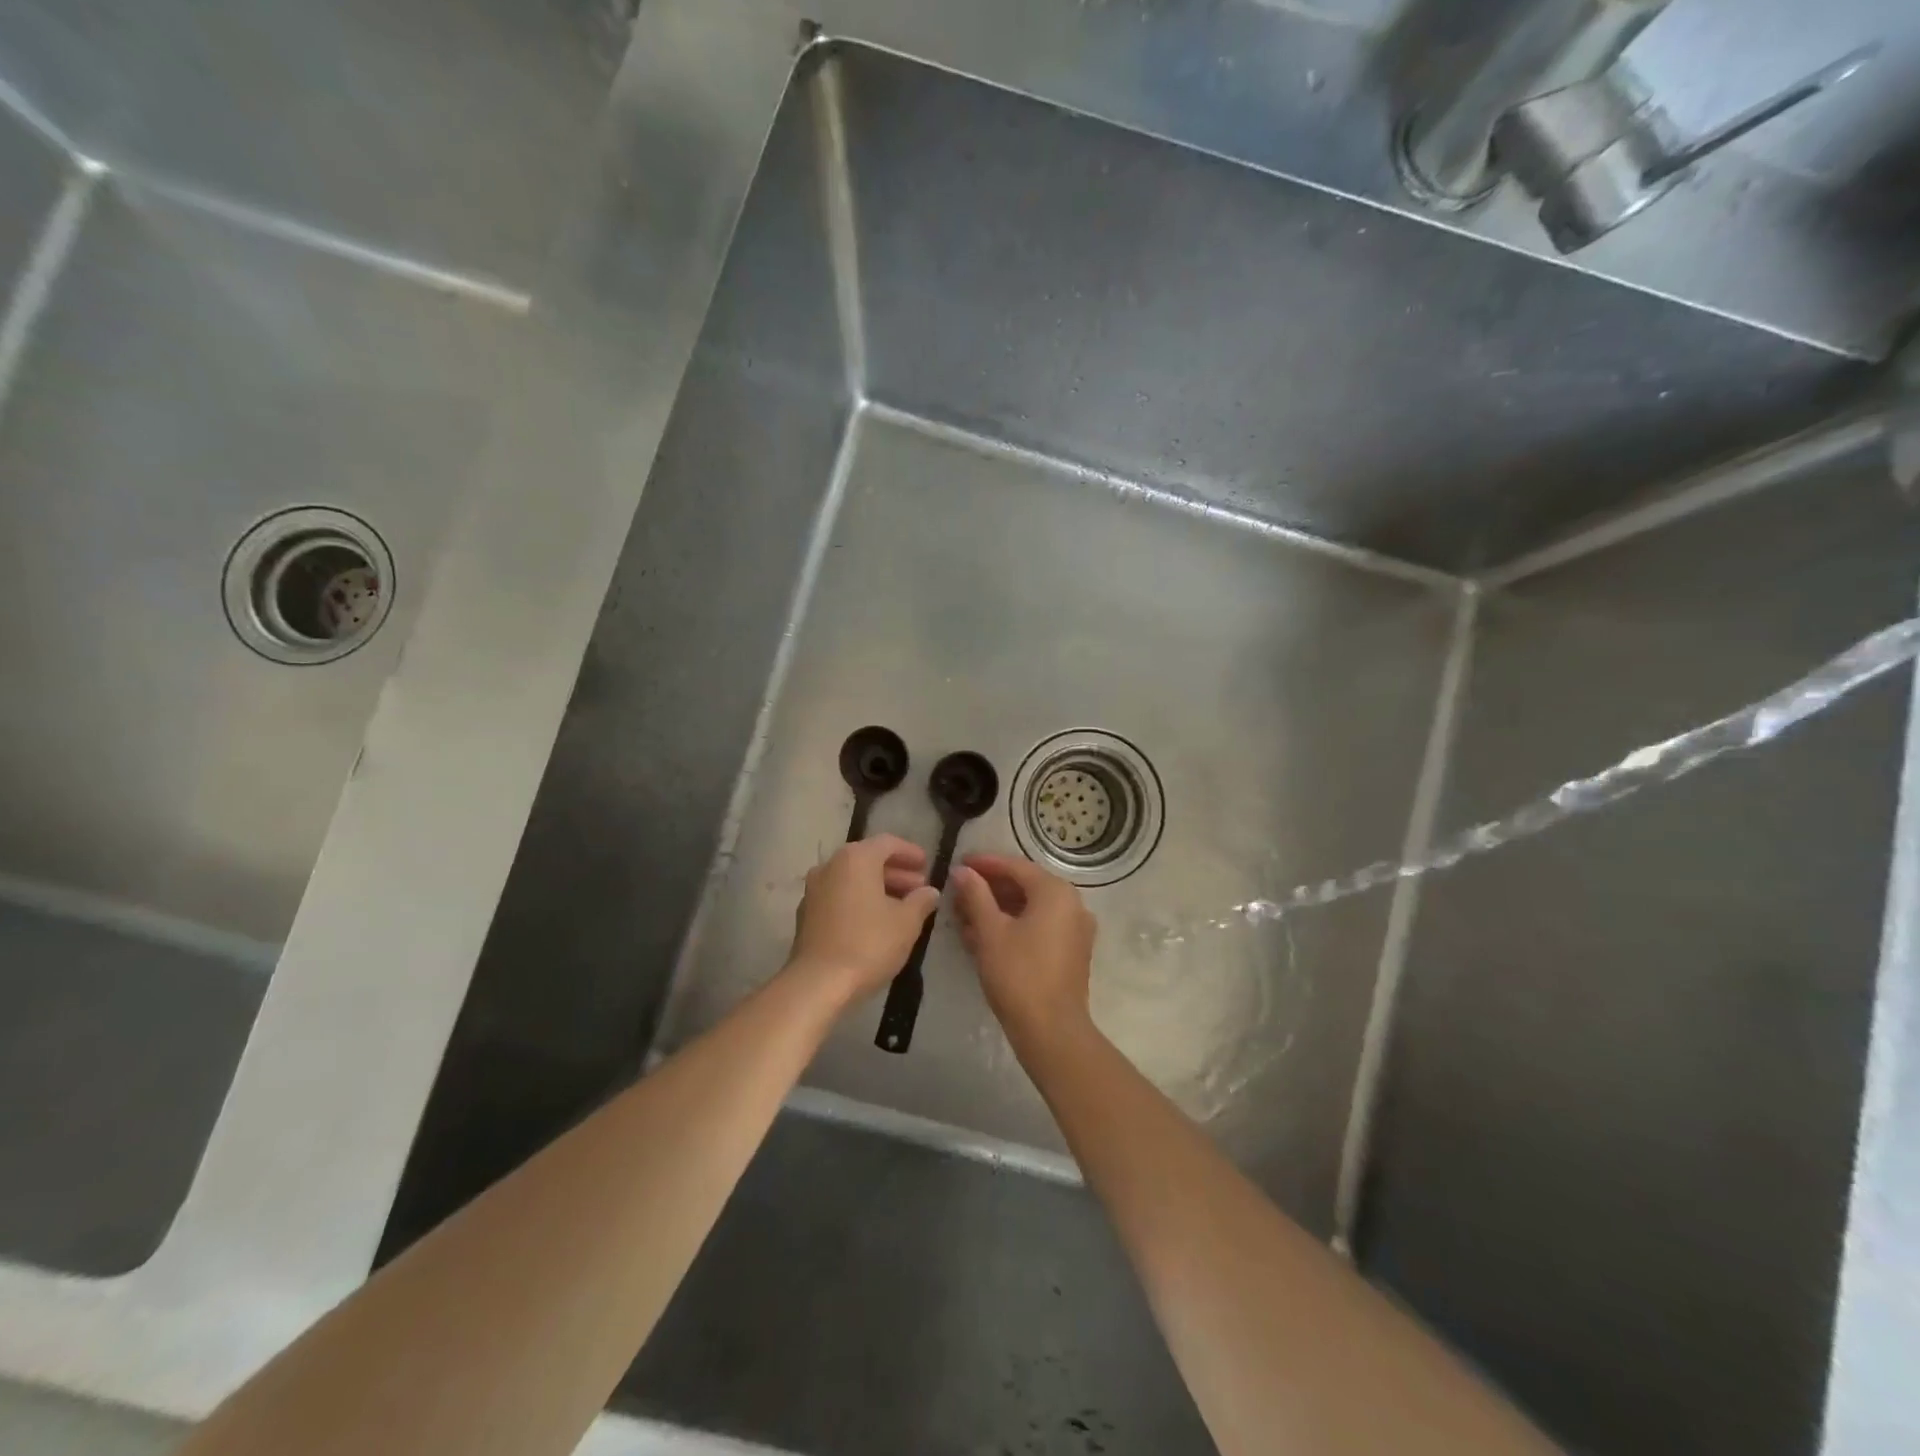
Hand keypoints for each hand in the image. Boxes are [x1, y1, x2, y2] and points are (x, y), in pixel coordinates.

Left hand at [786, 835, 940, 1006]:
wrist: (818, 983)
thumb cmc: (868, 944)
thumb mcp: (906, 922)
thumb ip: (921, 901)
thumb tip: (930, 891)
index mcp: (856, 858)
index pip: (888, 843)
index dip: (910, 852)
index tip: (927, 865)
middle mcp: (831, 866)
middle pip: (868, 860)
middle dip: (896, 872)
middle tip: (919, 888)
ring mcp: (814, 890)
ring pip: (852, 879)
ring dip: (878, 888)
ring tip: (901, 907)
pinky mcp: (806, 914)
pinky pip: (839, 896)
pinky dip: (859, 901)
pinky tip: (875, 921)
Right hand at [951, 854, 1096, 1050]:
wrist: (1052, 1030)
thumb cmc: (1018, 974)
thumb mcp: (990, 932)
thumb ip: (976, 895)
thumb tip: (962, 871)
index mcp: (1055, 892)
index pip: (1015, 866)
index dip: (985, 863)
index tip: (959, 862)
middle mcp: (1072, 904)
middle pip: (1025, 886)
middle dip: (990, 888)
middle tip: (959, 891)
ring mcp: (1075, 929)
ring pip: (1031, 908)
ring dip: (999, 909)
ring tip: (965, 915)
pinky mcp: (1072, 952)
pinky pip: (1040, 927)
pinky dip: (1014, 926)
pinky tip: (985, 936)